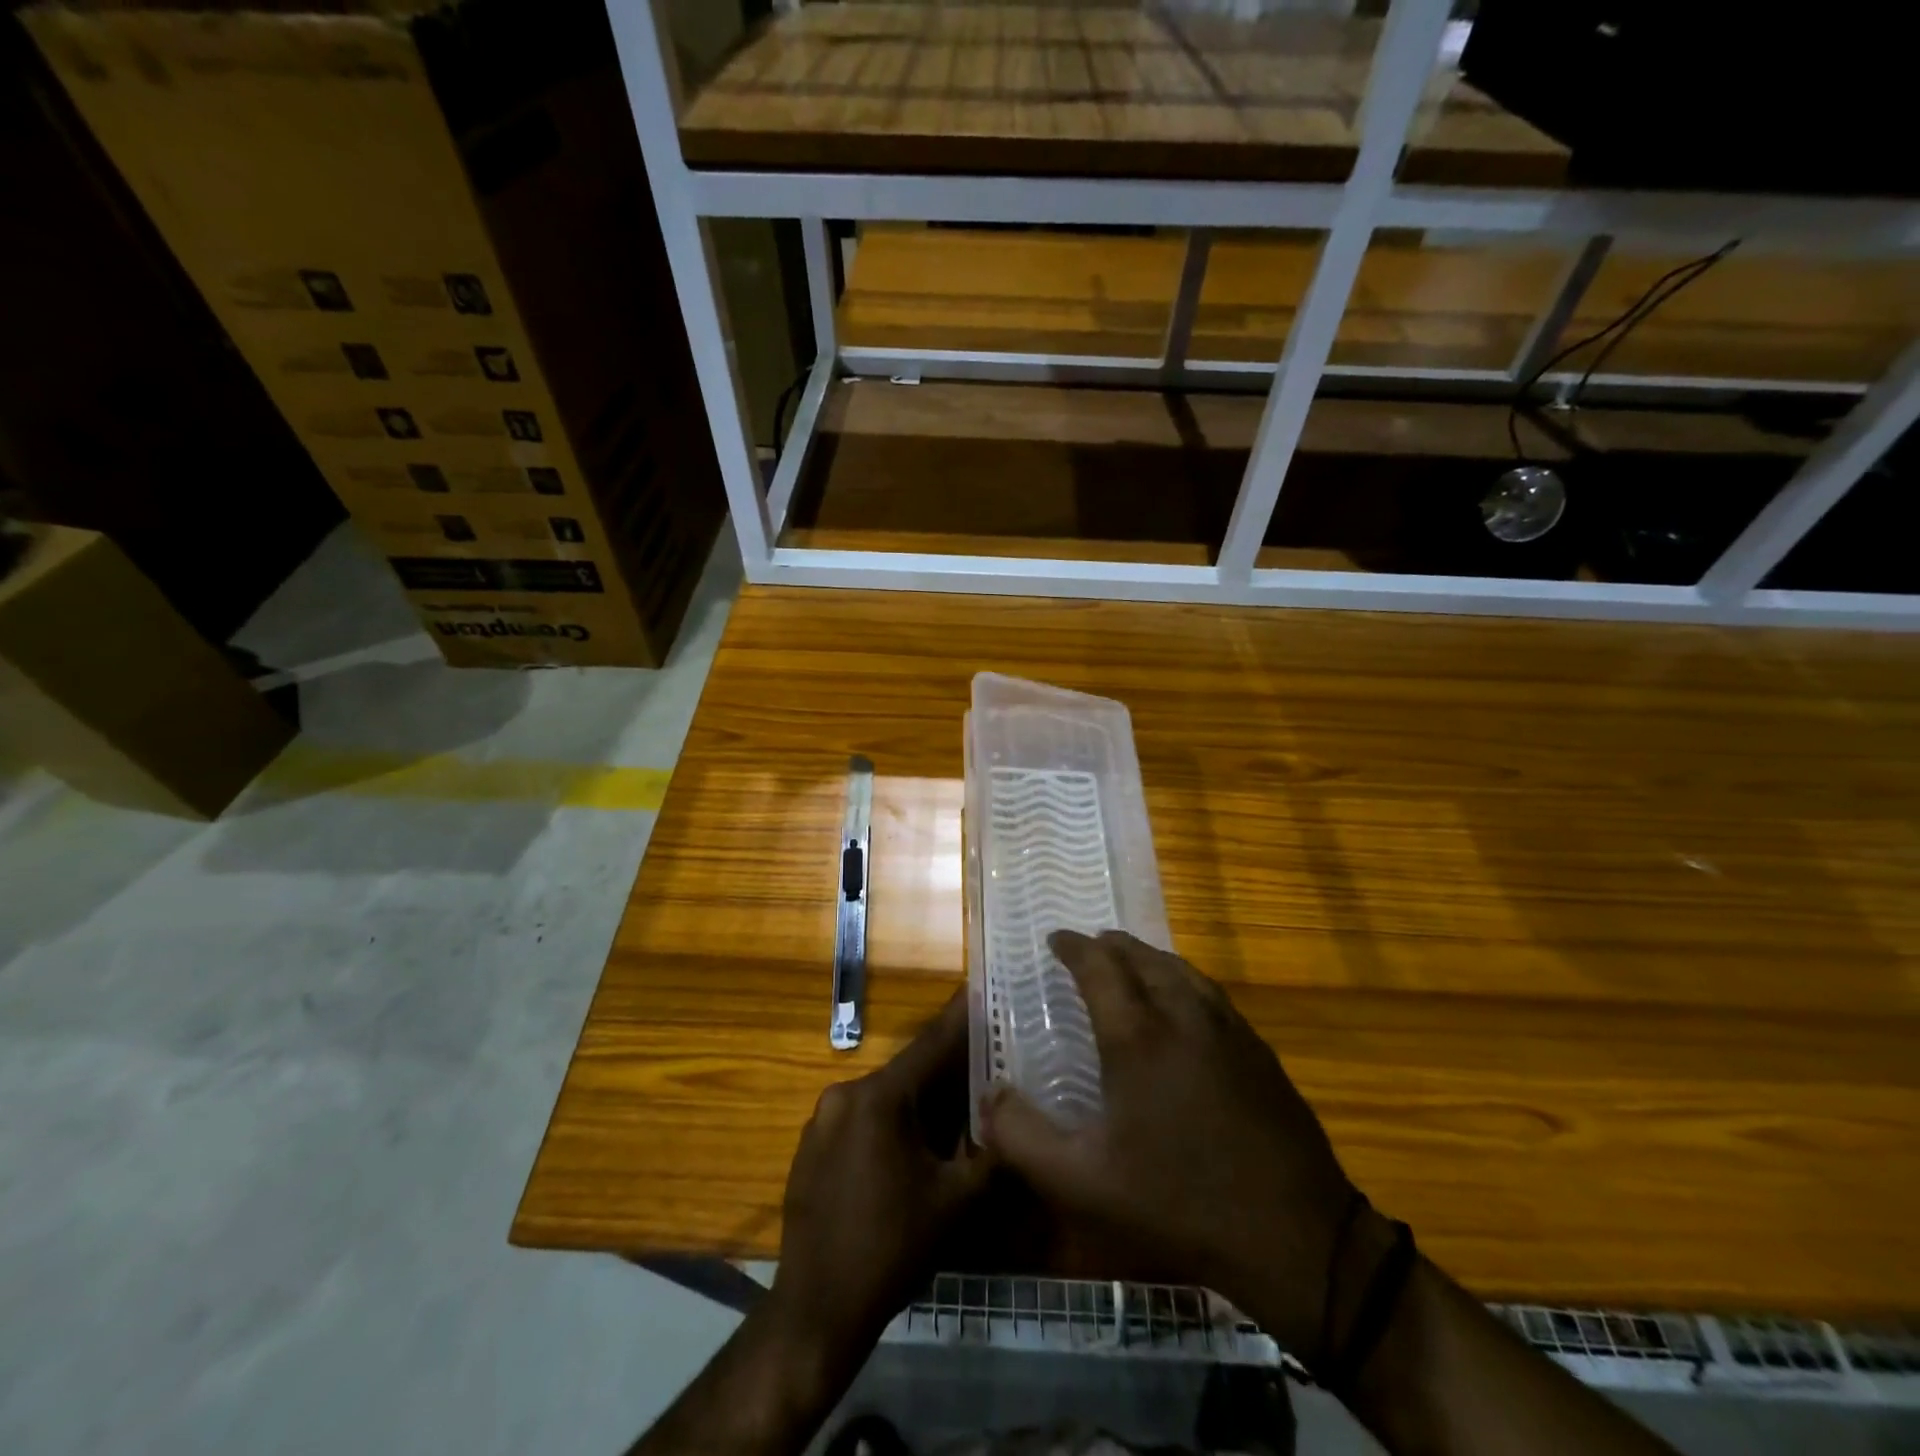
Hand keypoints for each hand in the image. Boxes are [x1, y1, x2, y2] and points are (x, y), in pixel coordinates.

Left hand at [770, 991, 992, 1363]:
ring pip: (885, 1095)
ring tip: (954, 1109)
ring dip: (918, 1100)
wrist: (817, 1309)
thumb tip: (1013, 1121)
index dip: (960, 1018)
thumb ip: (991, 1153)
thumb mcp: (956, 1203)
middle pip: (909, 1071)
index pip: (931, 1044)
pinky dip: (890, 1121)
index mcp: (880, 1097)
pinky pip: (862, 1118)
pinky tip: (910, 1148)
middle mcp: (846, 1093)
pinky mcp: (812, 1145)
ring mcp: (823, 1118)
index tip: (981, 989)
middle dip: (946, 1070)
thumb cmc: (892, 1249)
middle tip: (983, 1065)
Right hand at [977, 930, 1364, 1361]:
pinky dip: (1183, 980)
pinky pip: (1210, 994)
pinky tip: (1184, 1004)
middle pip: (1143, 957)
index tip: (1054, 939)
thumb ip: (1022, 1138)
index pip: (1099, 967)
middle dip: (1111, 945)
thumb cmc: (1178, 1203)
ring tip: (1131, 963)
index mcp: (1138, 1035)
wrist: (1296, 1237)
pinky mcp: (1259, 1052)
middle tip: (1088, 946)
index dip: (1073, 947)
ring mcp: (1229, 1030)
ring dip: (1149, 958)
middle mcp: (1184, 1015)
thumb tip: (988, 1096)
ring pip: (1182, 970)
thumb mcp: (1083, 1182)